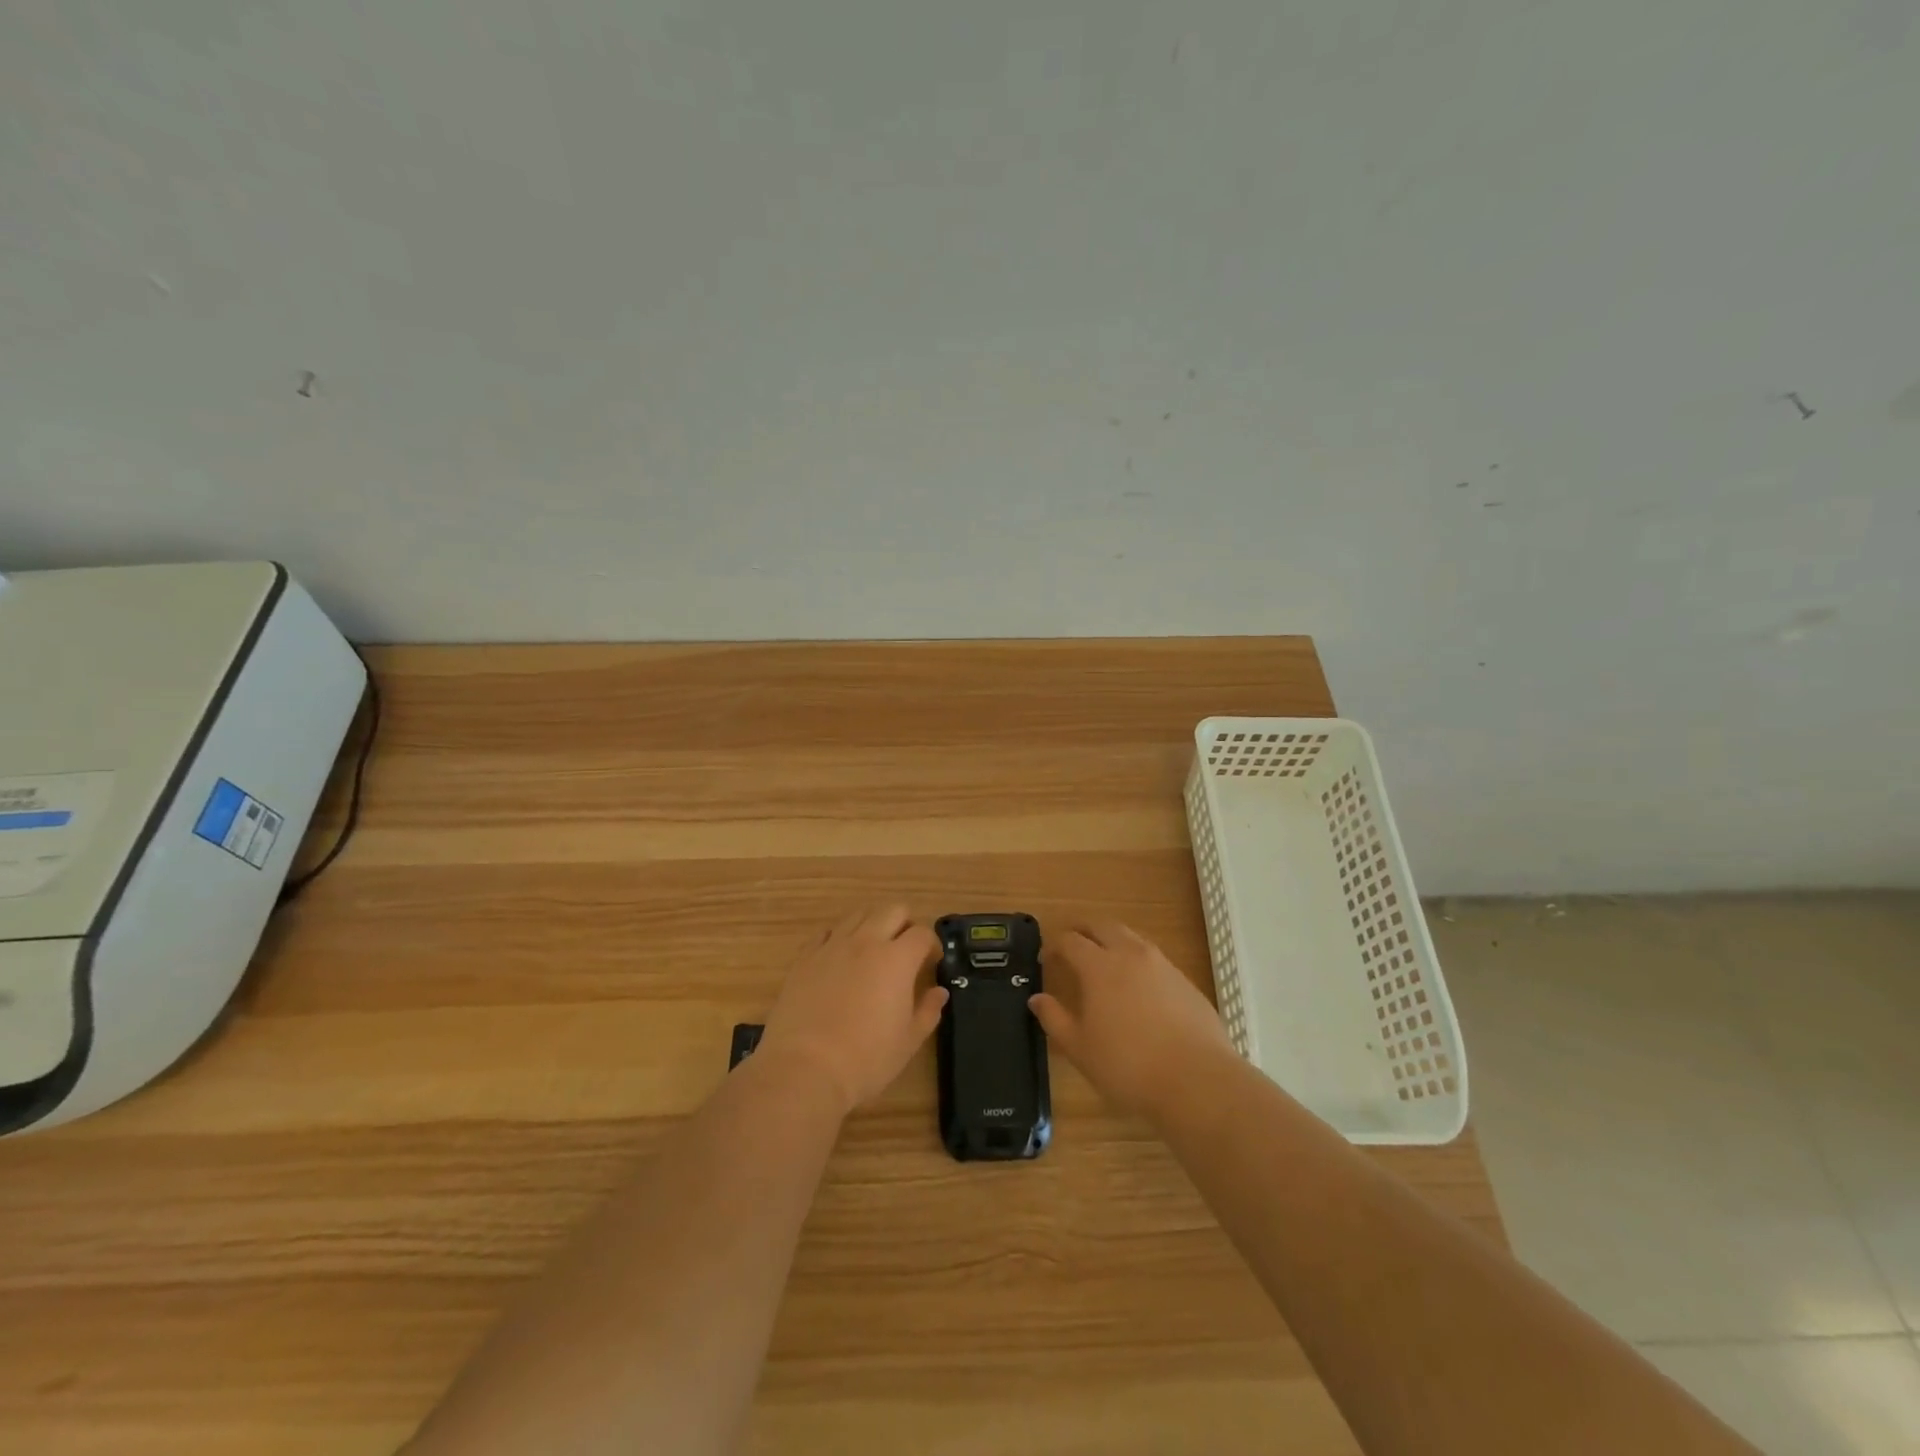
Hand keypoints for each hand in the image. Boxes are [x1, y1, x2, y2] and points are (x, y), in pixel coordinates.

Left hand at [756, 905, 947, 1115]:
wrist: (805, 1069)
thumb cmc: (866, 1059)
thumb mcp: (908, 1041)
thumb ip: (928, 1010)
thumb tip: (939, 992)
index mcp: (897, 959)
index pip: (922, 933)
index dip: (931, 945)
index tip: (931, 962)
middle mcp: (866, 941)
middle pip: (892, 910)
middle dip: (905, 923)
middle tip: (905, 950)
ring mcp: (832, 946)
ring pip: (858, 914)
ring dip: (872, 924)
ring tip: (873, 950)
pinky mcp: (805, 957)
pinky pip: (826, 932)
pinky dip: (839, 937)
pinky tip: (839, 958)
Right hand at [1030, 921, 1236, 1119]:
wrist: (1197, 1081)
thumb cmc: (1128, 1066)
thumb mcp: (1080, 1049)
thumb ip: (1055, 1019)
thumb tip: (1037, 999)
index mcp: (1099, 966)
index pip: (1070, 941)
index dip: (1054, 945)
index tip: (1045, 957)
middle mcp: (1130, 954)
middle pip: (1102, 926)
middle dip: (1083, 930)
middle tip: (1072, 944)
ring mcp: (1162, 965)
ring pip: (1131, 937)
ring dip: (1113, 941)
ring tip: (1105, 961)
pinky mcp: (1185, 981)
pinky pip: (1154, 959)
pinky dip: (1138, 961)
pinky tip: (1138, 988)